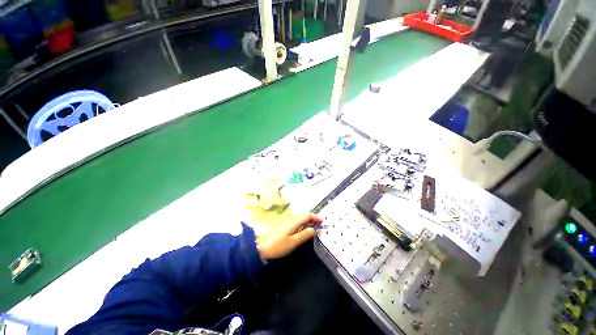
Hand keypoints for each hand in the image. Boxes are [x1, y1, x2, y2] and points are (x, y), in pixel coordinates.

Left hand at [255, 213, 322, 260]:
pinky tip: (303, 229)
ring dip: (308, 220)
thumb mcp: (292, 242)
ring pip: (300, 218)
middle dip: (312, 218)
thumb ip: (303, 235)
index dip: (315, 217)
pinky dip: (303, 223)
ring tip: (314, 226)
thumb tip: (313, 229)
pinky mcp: (284, 226)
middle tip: (320, 224)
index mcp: (294, 222)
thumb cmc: (277, 245)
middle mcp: (291, 219)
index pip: (307, 215)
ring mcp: (287, 222)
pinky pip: (296, 221)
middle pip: (304, 215)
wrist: (260, 247)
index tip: (323, 221)